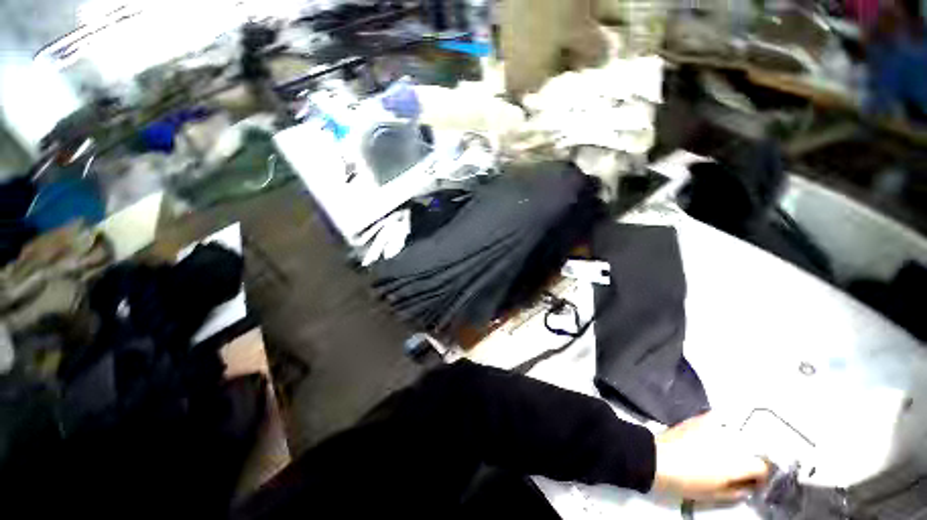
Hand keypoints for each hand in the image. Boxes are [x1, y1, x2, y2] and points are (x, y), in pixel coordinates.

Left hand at [653, 413, 768, 501]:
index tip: (752, 482)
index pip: (763, 467)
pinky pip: (718, 419)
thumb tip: (747, 487)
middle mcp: (733, 442)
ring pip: (738, 434)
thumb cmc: (687, 481)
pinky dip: (722, 426)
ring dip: (738, 444)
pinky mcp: (700, 418)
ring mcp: (716, 427)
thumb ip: (737, 492)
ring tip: (728, 452)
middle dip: (750, 459)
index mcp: (739, 462)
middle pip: (752, 449)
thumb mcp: (715, 496)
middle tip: (740, 467)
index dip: (760, 477)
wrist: (658, 458)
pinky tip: (716, 435)